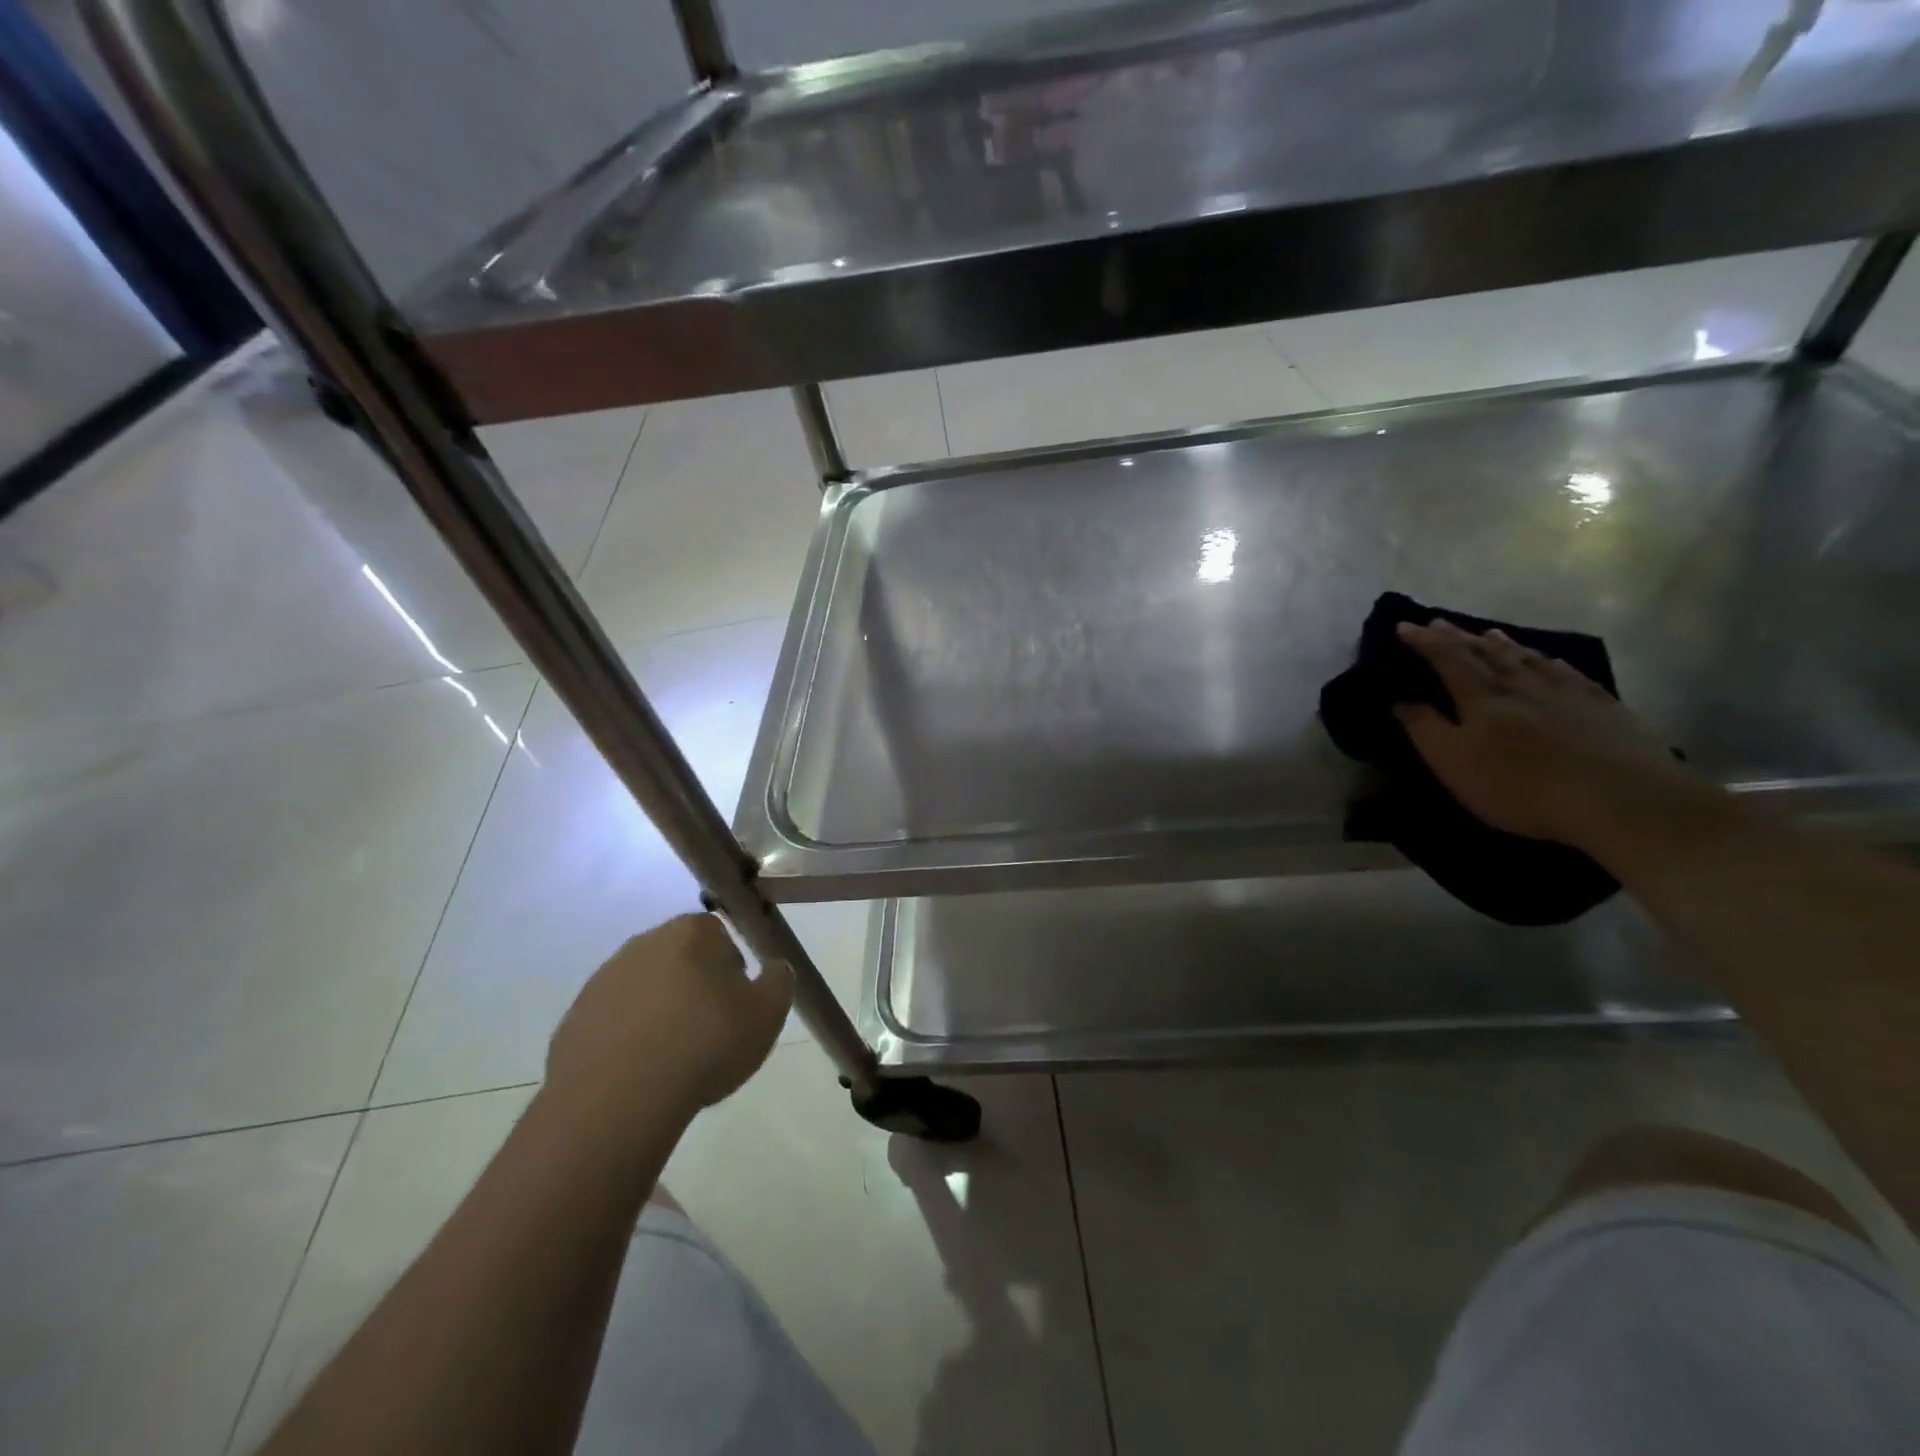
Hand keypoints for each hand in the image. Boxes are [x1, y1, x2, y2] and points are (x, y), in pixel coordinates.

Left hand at [546, 914, 793, 1128]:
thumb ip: (779, 981)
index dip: (732, 969)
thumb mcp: (768, 1014)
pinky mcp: (575, 1018)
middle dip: (695, 987)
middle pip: (681, 958)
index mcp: (691, 932)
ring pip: (646, 989)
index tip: (735, 1005)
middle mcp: (644, 943)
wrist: (618, 1099)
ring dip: (660, 1012)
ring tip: (673, 1058)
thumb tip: (775, 968)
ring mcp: (604, 979)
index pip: (719, 935)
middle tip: (708, 1031)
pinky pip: (614, 1020)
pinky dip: (628, 1038)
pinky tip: (640, 1073)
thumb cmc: (704, 1044)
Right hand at [1393, 620, 1696, 850]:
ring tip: (1488, 632)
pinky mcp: (1602, 706)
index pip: (1447, 658)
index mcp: (1482, 696)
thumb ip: (1425, 729)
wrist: (1620, 798)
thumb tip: (1401, 700)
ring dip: (1503, 644)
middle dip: (1458, 637)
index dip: (1424, 642)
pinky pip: (1569, 673)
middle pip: (1486, 652)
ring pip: (1527, 658)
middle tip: (1438, 622)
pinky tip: (1550, 660)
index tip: (1404, 626)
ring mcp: (1566, 692)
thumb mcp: (1454, 763)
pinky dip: (1550, 662)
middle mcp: (1521, 684)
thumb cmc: (1520, 785)